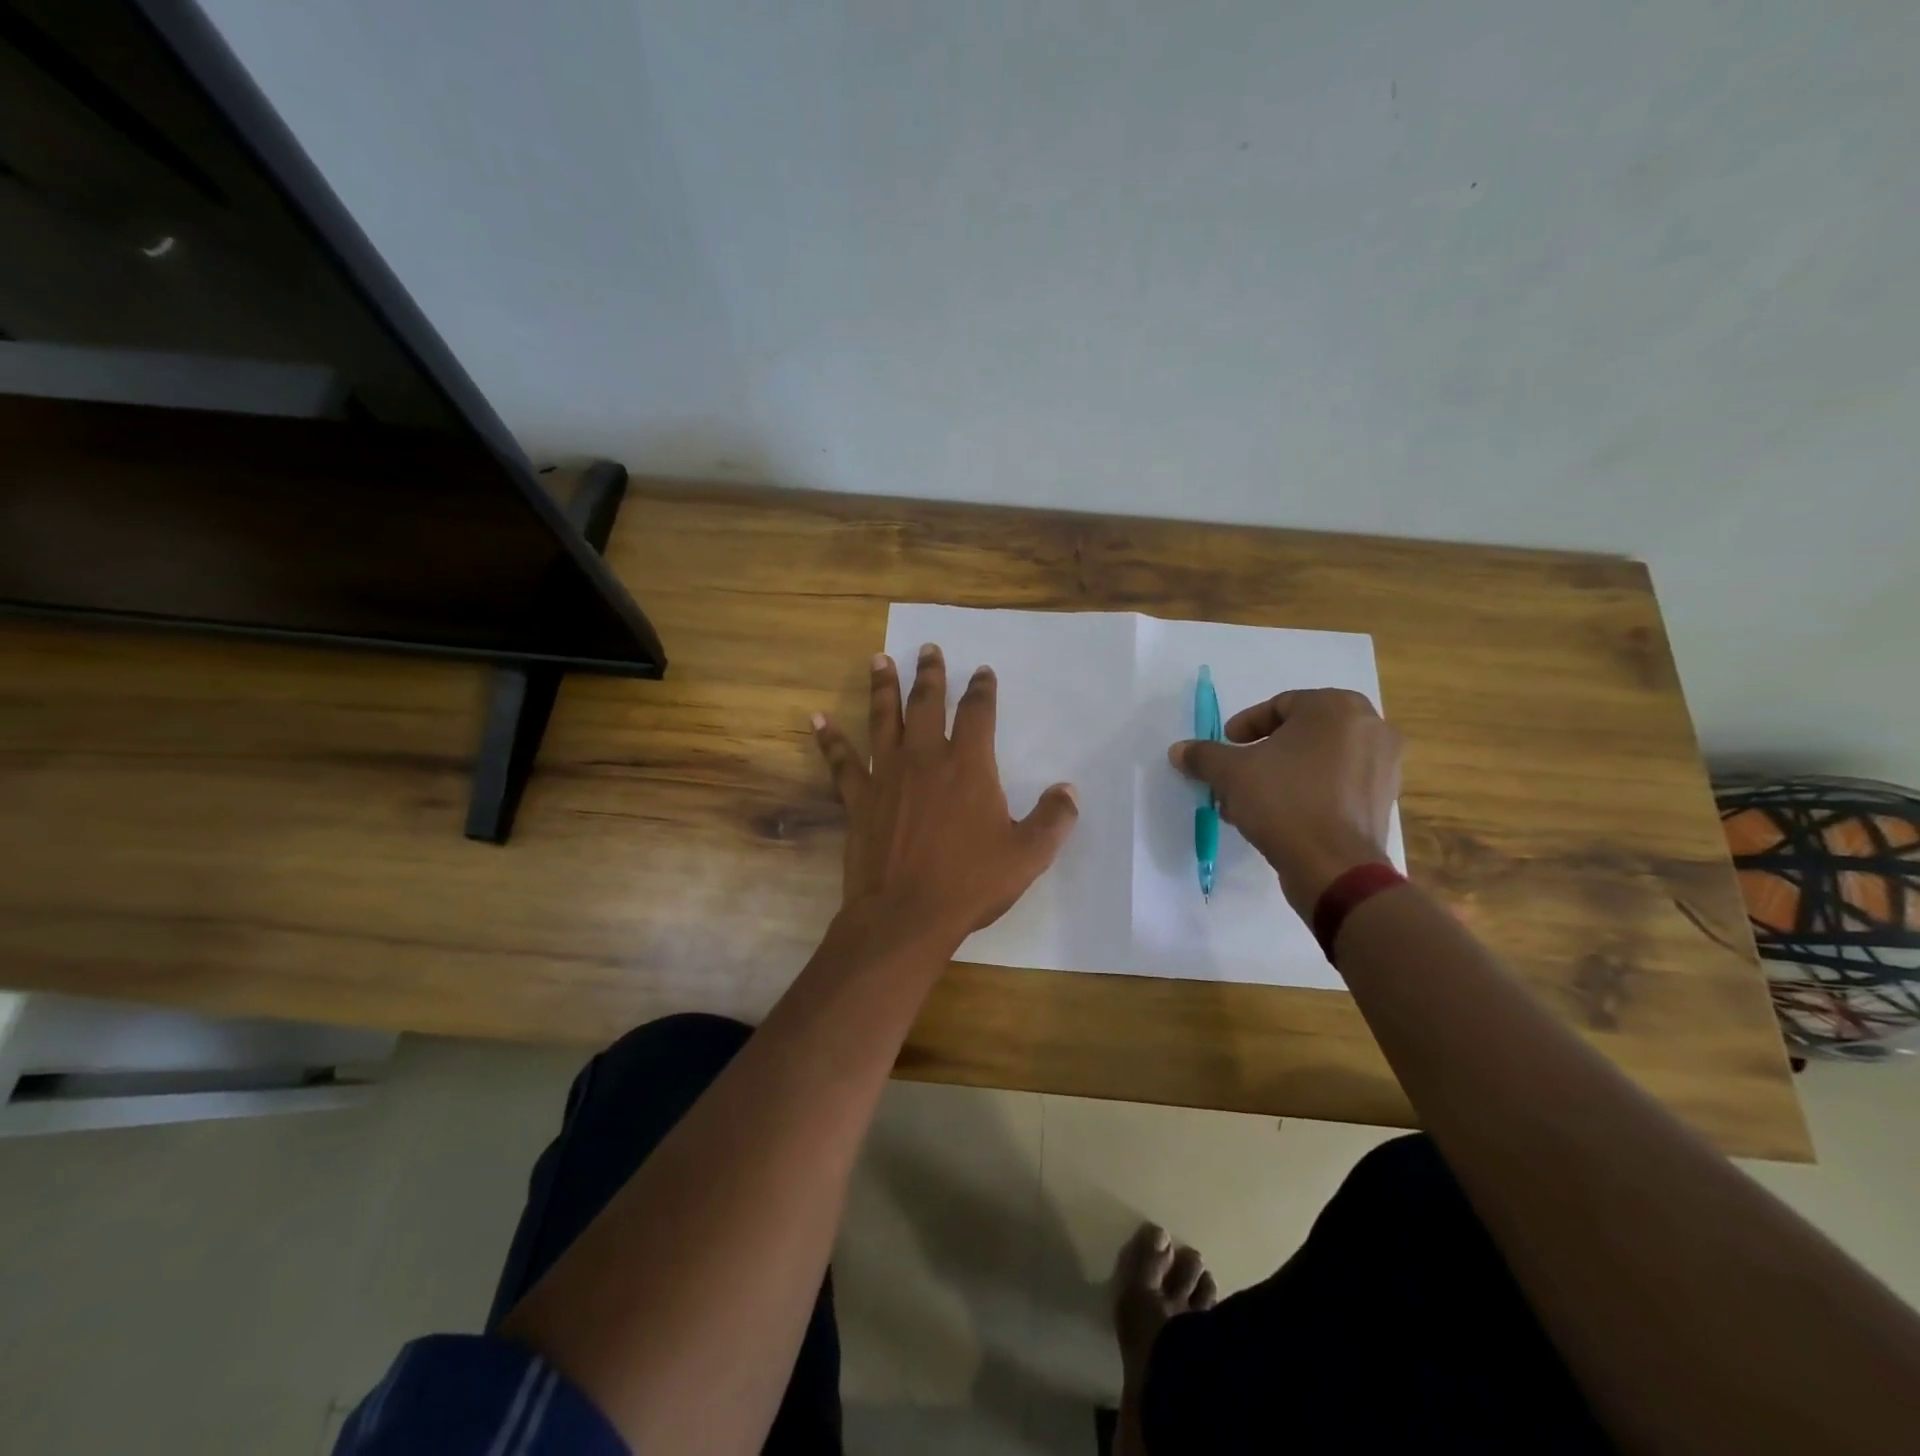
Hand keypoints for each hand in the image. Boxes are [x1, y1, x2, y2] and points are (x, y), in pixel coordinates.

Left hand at [814, 644, 1079, 949]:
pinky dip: (829, 739)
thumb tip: (1069, 791)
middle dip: (930, 673)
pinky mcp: (858, 798)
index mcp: (968, 766)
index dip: (982, 689)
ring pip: (884, 719)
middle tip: (928, 649)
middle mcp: (925, 758)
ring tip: (880, 660)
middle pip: (927, 703)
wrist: (905, 916)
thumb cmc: (970, 884)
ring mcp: (886, 775)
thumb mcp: (1027, 855)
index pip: (978, 713)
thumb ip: (1053, 819)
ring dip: (883, 687)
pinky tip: (817, 720)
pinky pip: (841, 761)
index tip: (983, 672)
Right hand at [1169, 688, 1400, 915]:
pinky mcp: (1383, 800)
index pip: (1280, 705)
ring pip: (1317, 761)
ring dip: (1281, 776)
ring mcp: (1383, 765)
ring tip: (1250, 802)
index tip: (1226, 747)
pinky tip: (1279, 818)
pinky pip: (1336, 785)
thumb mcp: (1230, 773)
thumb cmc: (1283, 801)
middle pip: (1300, 734)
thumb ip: (1204, 755)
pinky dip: (1308, 793)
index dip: (1246, 727)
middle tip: (1236, 775)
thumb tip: (1179, 750)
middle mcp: (1369, 727)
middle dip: (1263, 754)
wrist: (1333, 867)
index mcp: (1336, 707)